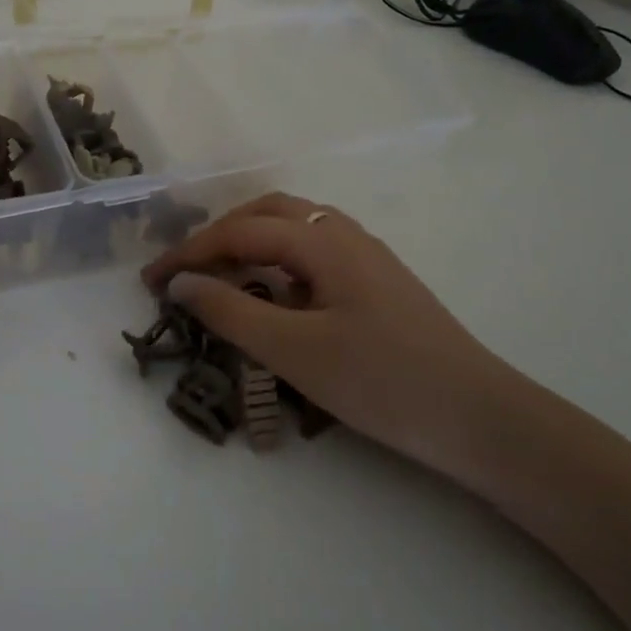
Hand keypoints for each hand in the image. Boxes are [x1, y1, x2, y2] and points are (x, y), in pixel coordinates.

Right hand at [142, 193, 537, 484]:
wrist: (479, 418)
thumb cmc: (381, 381)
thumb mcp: (294, 349)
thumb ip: (231, 312)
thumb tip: (181, 282)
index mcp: (322, 240)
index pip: (240, 231)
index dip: (190, 252)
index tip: (151, 280)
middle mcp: (344, 234)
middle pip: (267, 213)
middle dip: (219, 235)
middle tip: (186, 270)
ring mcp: (366, 256)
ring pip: (294, 229)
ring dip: (249, 242)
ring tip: (220, 276)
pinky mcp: (378, 282)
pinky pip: (313, 253)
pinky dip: (277, 262)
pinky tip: (273, 295)